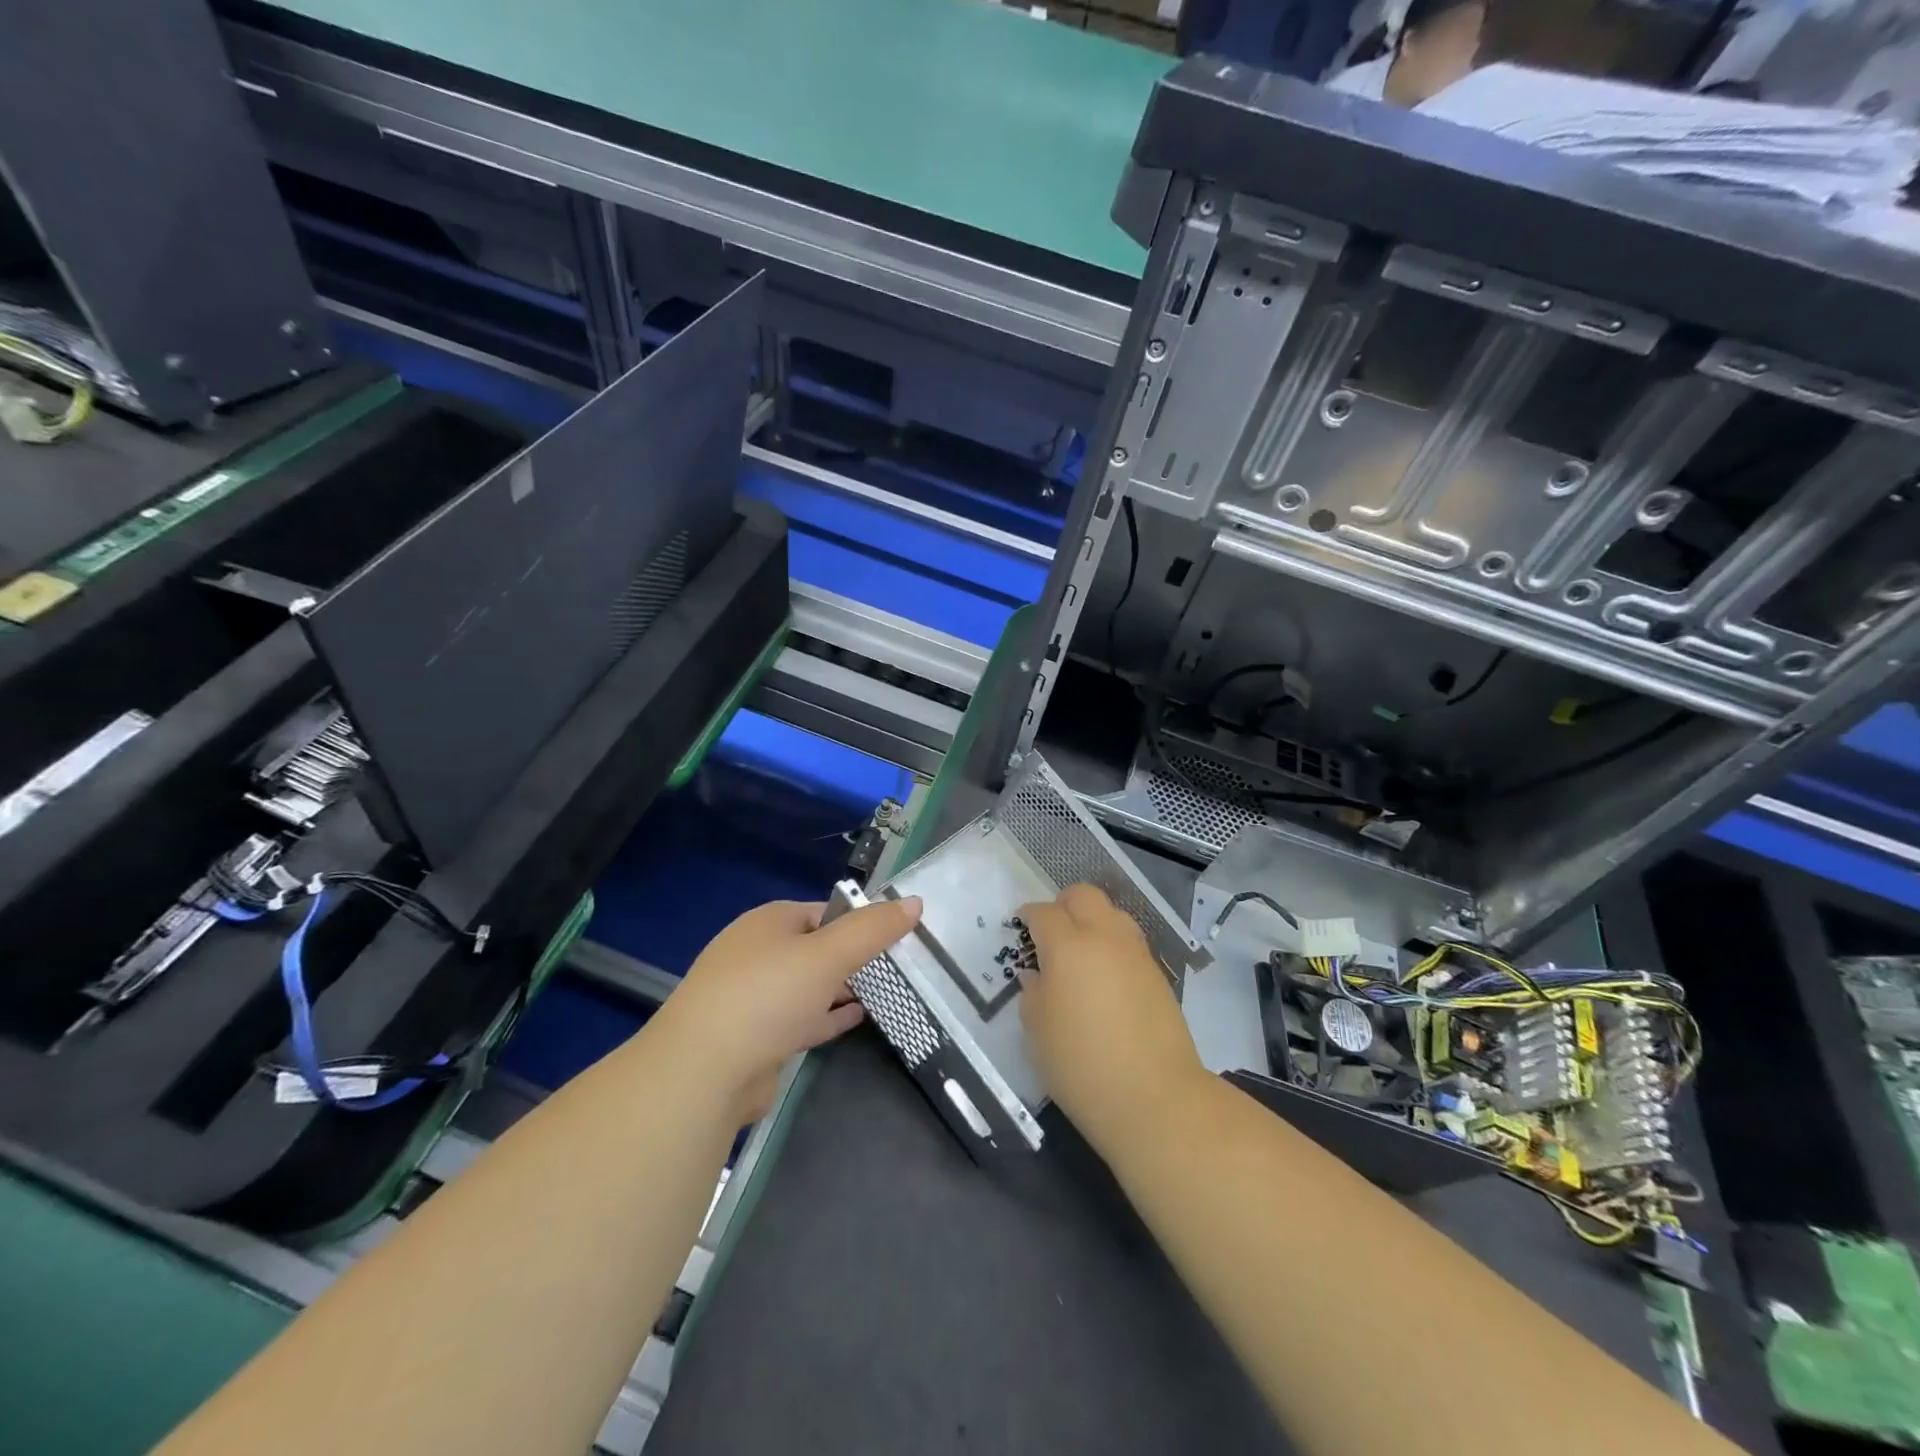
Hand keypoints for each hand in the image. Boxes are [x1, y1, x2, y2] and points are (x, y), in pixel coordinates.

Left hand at [658, 896, 921, 1122]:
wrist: (703, 1072)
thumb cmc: (768, 996)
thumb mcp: (829, 954)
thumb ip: (873, 930)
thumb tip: (915, 902)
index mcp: (770, 922)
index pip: (826, 911)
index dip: (861, 921)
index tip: (898, 937)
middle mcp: (758, 953)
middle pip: (817, 948)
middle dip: (854, 956)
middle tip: (898, 967)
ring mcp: (753, 997)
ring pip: (809, 985)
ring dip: (843, 987)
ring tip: (887, 990)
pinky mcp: (756, 1038)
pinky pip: (802, 1018)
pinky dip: (829, 1015)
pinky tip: (858, 1018)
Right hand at [1018, 884, 1207, 1150]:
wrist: (1155, 1098)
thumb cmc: (1081, 1064)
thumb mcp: (1037, 1030)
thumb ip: (1033, 993)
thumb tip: (1038, 975)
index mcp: (1068, 945)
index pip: (1044, 913)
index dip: (1028, 916)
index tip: (1021, 927)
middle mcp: (1104, 937)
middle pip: (1084, 896)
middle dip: (1063, 905)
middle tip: (1050, 932)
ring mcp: (1136, 954)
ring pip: (1113, 913)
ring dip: (1093, 921)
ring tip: (1081, 953)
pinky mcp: (1158, 975)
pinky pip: (1130, 942)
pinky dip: (1113, 946)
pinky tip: (1105, 977)